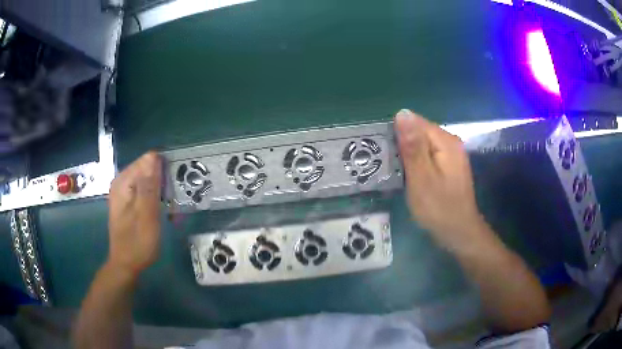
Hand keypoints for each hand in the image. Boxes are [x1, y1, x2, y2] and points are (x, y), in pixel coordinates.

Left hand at [107, 151, 161, 276]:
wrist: (126, 264)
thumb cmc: (137, 243)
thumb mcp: (147, 216)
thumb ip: (149, 186)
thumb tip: (153, 156)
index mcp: (123, 182)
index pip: (147, 161)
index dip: (163, 171)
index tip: (173, 190)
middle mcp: (121, 182)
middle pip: (147, 169)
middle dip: (163, 183)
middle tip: (173, 204)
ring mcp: (123, 192)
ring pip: (147, 181)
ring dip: (161, 192)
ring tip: (170, 210)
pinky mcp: (127, 201)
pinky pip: (144, 191)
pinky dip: (155, 199)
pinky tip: (161, 211)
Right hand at [394, 109, 487, 251]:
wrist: (459, 233)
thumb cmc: (439, 208)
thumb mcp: (421, 178)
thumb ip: (413, 146)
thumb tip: (402, 113)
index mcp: (445, 141)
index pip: (415, 122)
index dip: (397, 134)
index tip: (386, 153)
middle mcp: (451, 143)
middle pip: (419, 132)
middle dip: (402, 145)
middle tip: (389, 167)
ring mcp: (451, 155)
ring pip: (422, 145)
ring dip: (408, 156)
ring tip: (396, 172)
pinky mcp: (448, 166)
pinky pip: (428, 156)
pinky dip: (416, 163)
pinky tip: (409, 177)